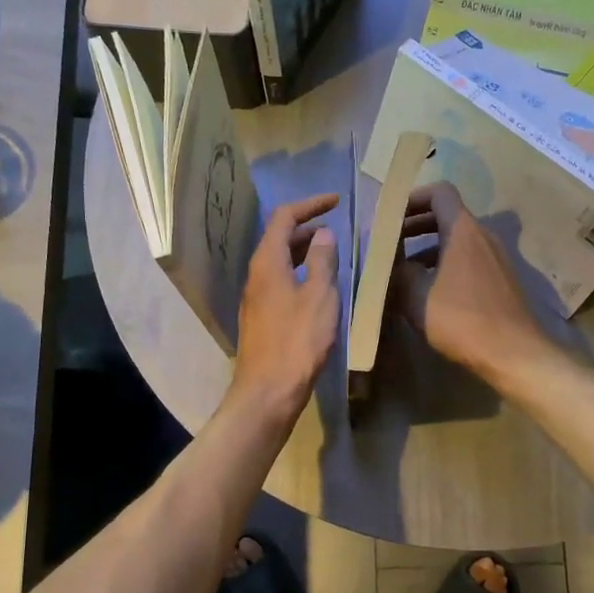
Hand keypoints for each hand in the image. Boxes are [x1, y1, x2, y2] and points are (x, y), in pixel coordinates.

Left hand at [224, 193, 339, 431]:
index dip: (310, 204)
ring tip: (333, 256)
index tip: (336, 202)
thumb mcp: (320, 296)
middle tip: (337, 231)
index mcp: (268, 261)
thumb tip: (324, 235)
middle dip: (308, 228)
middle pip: (279, 238)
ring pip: (280, 262)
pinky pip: (281, 282)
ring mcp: (256, 297)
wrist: (268, 390)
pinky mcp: (262, 317)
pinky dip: (300, 274)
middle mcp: (256, 274)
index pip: (284, 217)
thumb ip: (323, 261)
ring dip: (305, 252)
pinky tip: (319, 289)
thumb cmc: (297, 341)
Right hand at [392, 183, 552, 384]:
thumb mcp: (417, 297)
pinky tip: (430, 294)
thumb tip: (391, 263)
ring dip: (429, 249)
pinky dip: (446, 266)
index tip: (392, 217)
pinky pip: (469, 261)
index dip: (413, 198)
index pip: (440, 192)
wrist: (514, 353)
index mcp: (463, 230)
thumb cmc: (462, 320)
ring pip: (457, 241)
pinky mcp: (501, 281)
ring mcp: (496, 259)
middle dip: (416, 226)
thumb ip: (399, 273)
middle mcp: (483, 236)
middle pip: (447, 216)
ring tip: (403, 272)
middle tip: (391, 243)